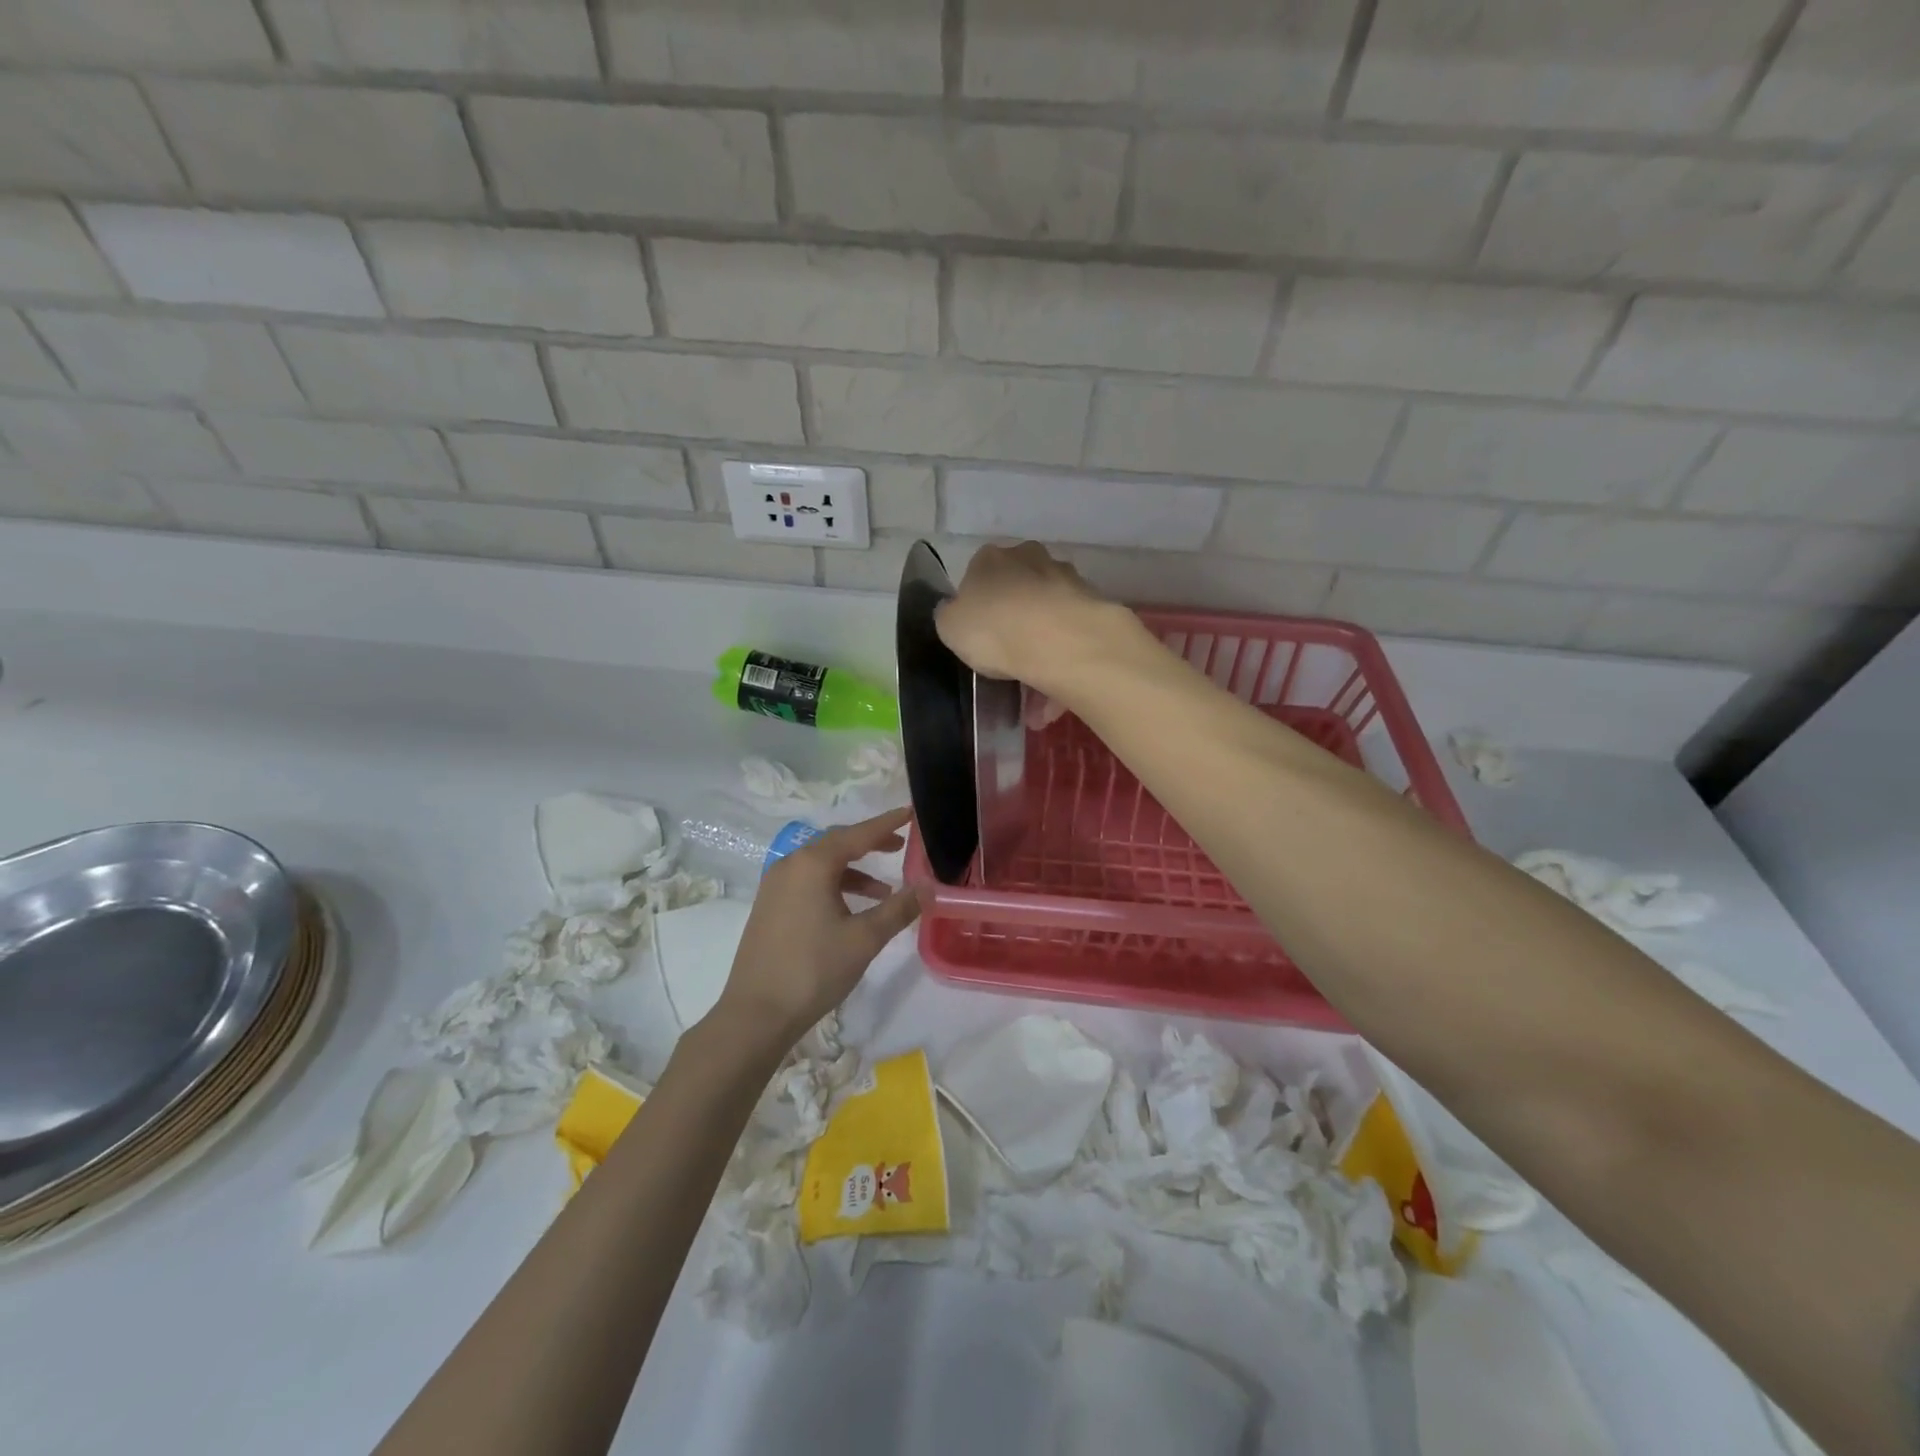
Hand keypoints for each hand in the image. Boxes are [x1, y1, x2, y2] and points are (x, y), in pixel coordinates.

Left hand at [711, 807, 922, 1054]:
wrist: (756, 1014)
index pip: (858, 834)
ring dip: (854, 871)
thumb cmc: (813, 970)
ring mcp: (775, 886)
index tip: (910, 812)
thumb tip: (929, 887)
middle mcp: (790, 865)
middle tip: (900, 846)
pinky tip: (852, 911)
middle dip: (870, 844)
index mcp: (812, 864)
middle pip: (836, 844)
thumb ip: (899, 908)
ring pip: (821, 865)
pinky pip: (808, 882)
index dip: (887, 823)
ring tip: (885, 891)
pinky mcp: (769, 907)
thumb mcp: (864, 939)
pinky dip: (834, 886)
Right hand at [935, 542, 1149, 702]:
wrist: (1060, 642)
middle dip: (1014, 632)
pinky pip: (1070, 644)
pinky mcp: (1094, 609)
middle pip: (1018, 597)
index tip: (979, 641)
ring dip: (1040, 660)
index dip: (977, 611)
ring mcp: (1067, 582)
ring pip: (1047, 624)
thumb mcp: (949, 627)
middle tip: (1007, 670)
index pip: (977, 578)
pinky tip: (1052, 707)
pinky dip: (1061, 672)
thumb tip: (956, 613)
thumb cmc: (994, 629)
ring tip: (1034, 706)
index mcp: (991, 559)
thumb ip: (951, 617)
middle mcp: (1031, 560)